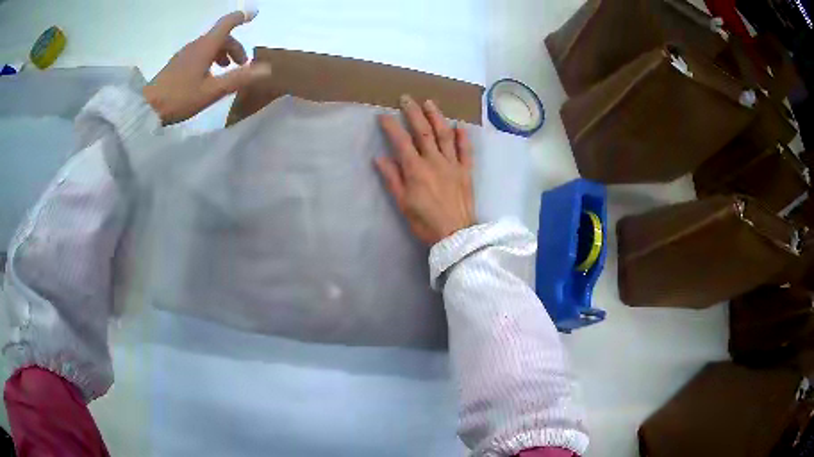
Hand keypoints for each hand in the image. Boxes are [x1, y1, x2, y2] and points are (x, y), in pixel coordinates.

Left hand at [142, 11, 271, 124]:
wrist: (146, 109)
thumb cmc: (179, 98)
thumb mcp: (212, 91)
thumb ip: (239, 79)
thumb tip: (267, 69)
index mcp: (205, 47)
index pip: (226, 24)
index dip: (241, 17)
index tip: (254, 14)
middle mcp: (195, 46)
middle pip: (220, 37)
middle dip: (234, 46)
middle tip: (242, 64)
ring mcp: (184, 54)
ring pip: (209, 45)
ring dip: (222, 53)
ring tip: (225, 71)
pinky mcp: (177, 64)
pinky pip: (199, 53)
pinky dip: (210, 58)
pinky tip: (207, 76)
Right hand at [375, 95, 475, 245]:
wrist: (455, 234)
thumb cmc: (425, 222)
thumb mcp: (403, 203)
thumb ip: (392, 178)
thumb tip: (379, 158)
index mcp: (416, 169)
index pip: (401, 141)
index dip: (391, 126)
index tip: (383, 115)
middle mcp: (434, 161)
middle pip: (424, 131)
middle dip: (413, 112)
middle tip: (406, 98)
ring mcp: (453, 164)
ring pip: (445, 135)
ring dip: (436, 116)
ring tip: (429, 103)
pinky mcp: (466, 171)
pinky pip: (465, 151)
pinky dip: (462, 137)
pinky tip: (459, 126)